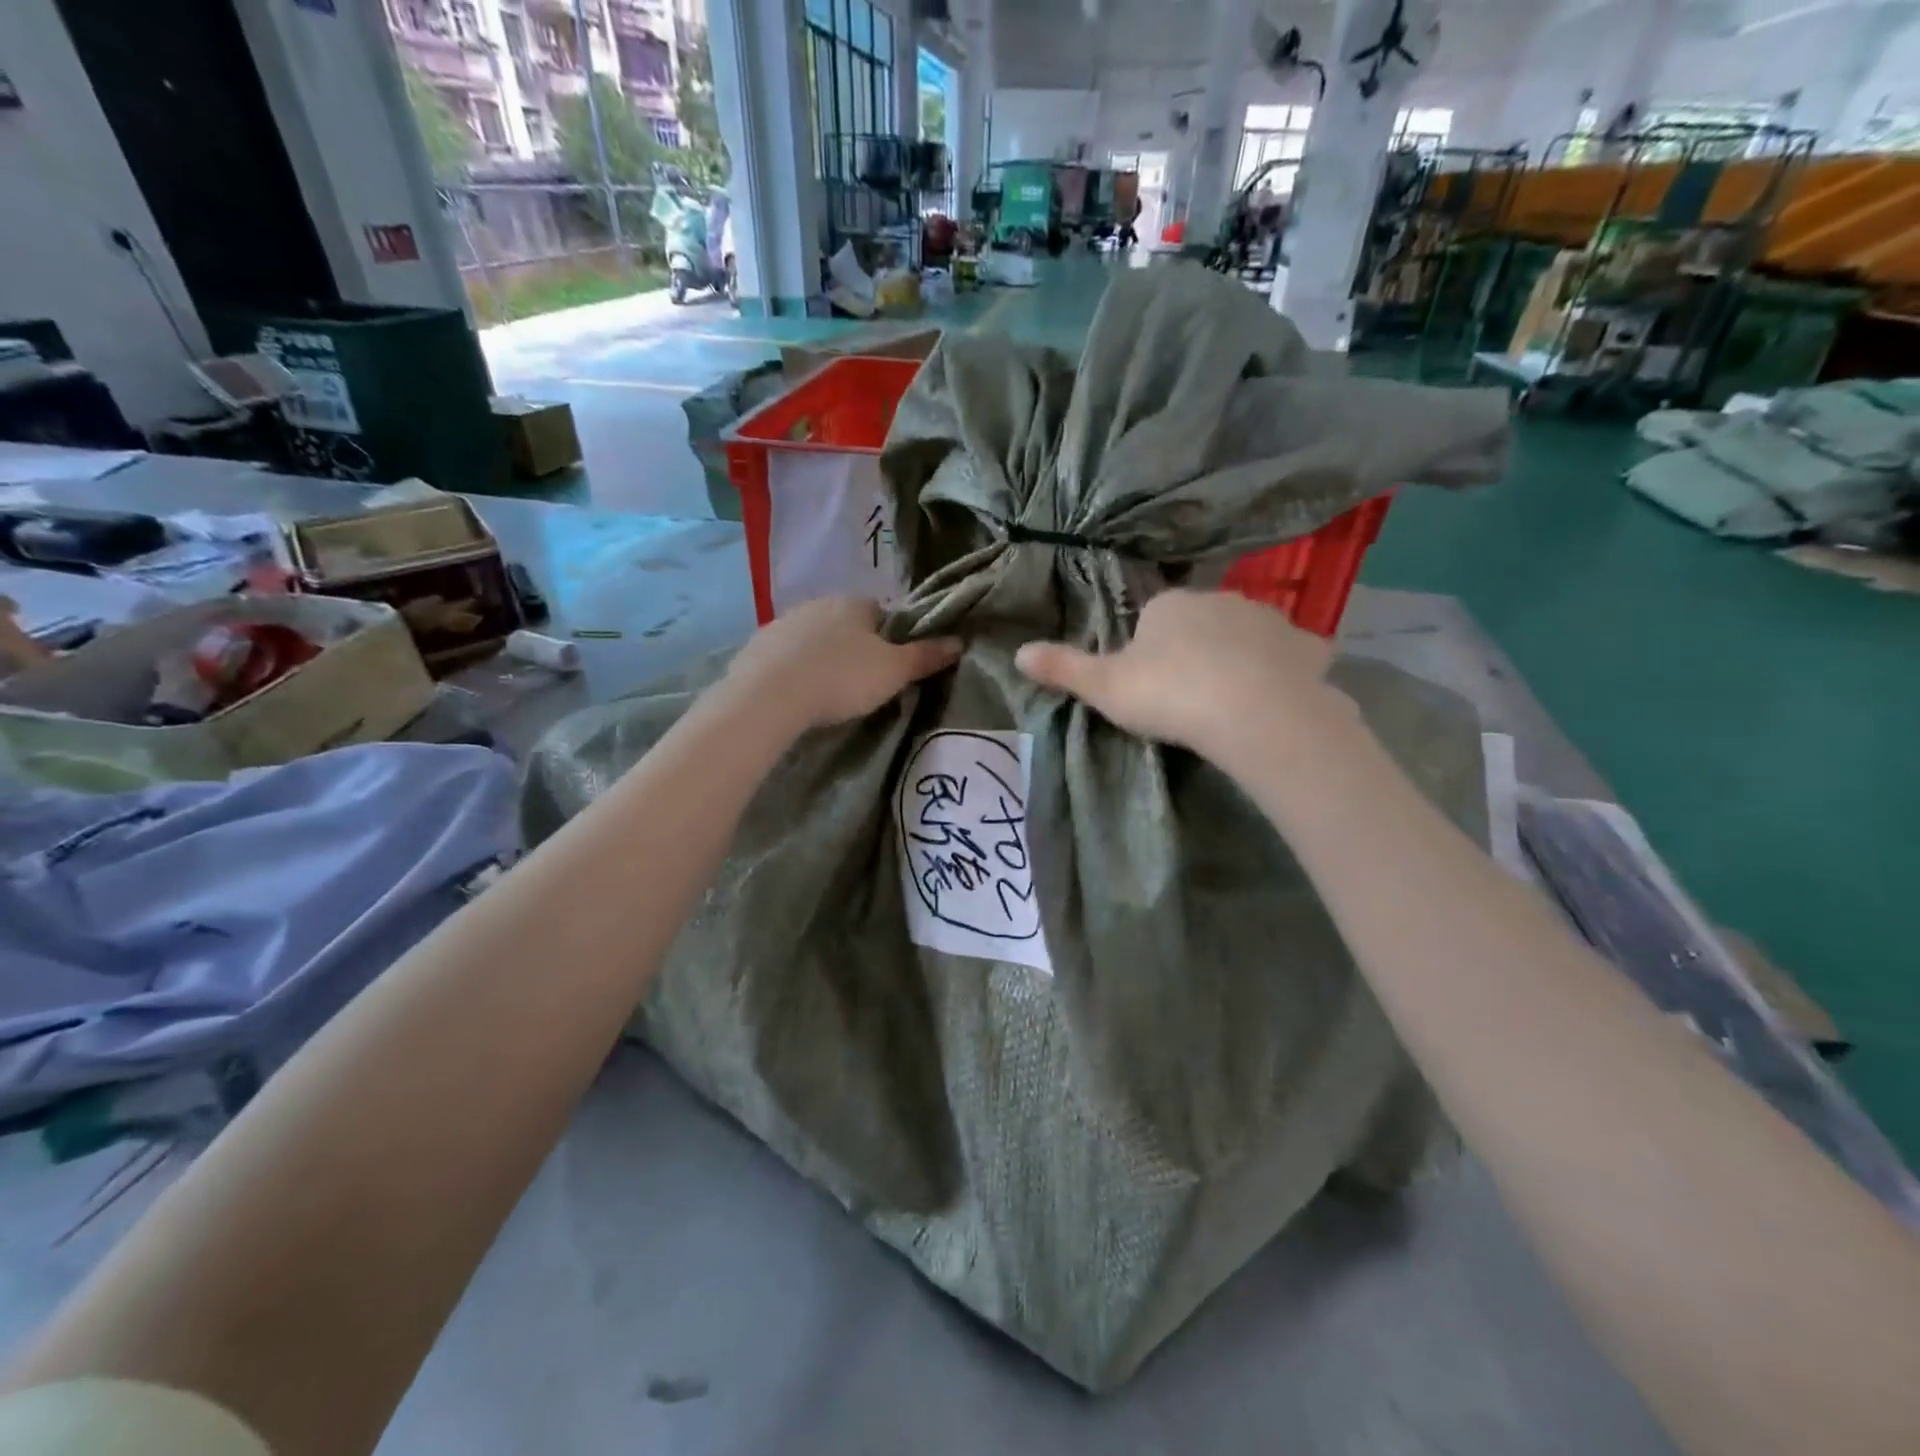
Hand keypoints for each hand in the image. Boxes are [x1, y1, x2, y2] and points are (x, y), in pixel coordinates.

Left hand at [726, 597, 961, 730]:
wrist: (770, 696)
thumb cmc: (842, 678)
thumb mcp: (894, 671)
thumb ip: (926, 656)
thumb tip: (959, 642)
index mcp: (854, 603)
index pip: (882, 612)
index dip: (890, 638)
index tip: (890, 666)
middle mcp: (818, 603)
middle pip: (846, 624)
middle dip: (854, 647)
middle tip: (862, 683)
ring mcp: (783, 623)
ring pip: (814, 638)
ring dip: (822, 657)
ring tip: (827, 692)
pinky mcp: (757, 647)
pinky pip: (785, 655)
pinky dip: (794, 670)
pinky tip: (797, 694)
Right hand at [1014, 590, 1355, 767]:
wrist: (1252, 713)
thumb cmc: (1170, 694)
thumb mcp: (1106, 688)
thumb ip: (1063, 669)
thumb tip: (1018, 652)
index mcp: (1170, 605)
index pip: (1152, 618)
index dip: (1148, 651)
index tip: (1149, 686)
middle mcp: (1220, 599)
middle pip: (1201, 622)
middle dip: (1195, 650)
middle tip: (1187, 698)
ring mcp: (1269, 620)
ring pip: (1247, 635)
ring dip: (1239, 658)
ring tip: (1231, 704)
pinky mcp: (1307, 649)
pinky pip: (1294, 655)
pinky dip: (1287, 670)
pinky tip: (1281, 698)